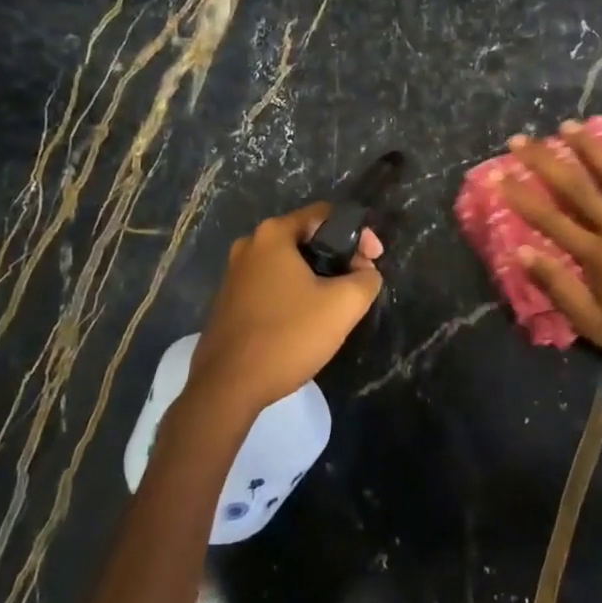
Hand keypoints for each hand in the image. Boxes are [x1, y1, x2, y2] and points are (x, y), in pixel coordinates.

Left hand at [186, 204, 383, 415]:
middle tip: (359, 283)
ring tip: (338, 304)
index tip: (374, 261)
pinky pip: (272, 284)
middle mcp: (249, 245)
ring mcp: (234, 274)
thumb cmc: (288, 336)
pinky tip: (307, 320)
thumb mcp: (343, 305)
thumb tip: (366, 273)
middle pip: (306, 238)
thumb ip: (366, 279)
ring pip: (289, 264)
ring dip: (317, 276)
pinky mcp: (229, 301)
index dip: (358, 234)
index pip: (325, 215)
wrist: (227, 387)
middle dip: (338, 257)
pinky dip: (295, 293)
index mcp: (273, 234)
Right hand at [497, 122, 601, 398]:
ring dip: (593, 150)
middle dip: (547, 161)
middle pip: (580, 189)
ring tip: (571, 126)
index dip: (522, 196)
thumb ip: (559, 287)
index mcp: (600, 259)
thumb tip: (522, 252)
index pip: (551, 220)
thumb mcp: (594, 327)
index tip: (499, 175)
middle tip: (522, 139)